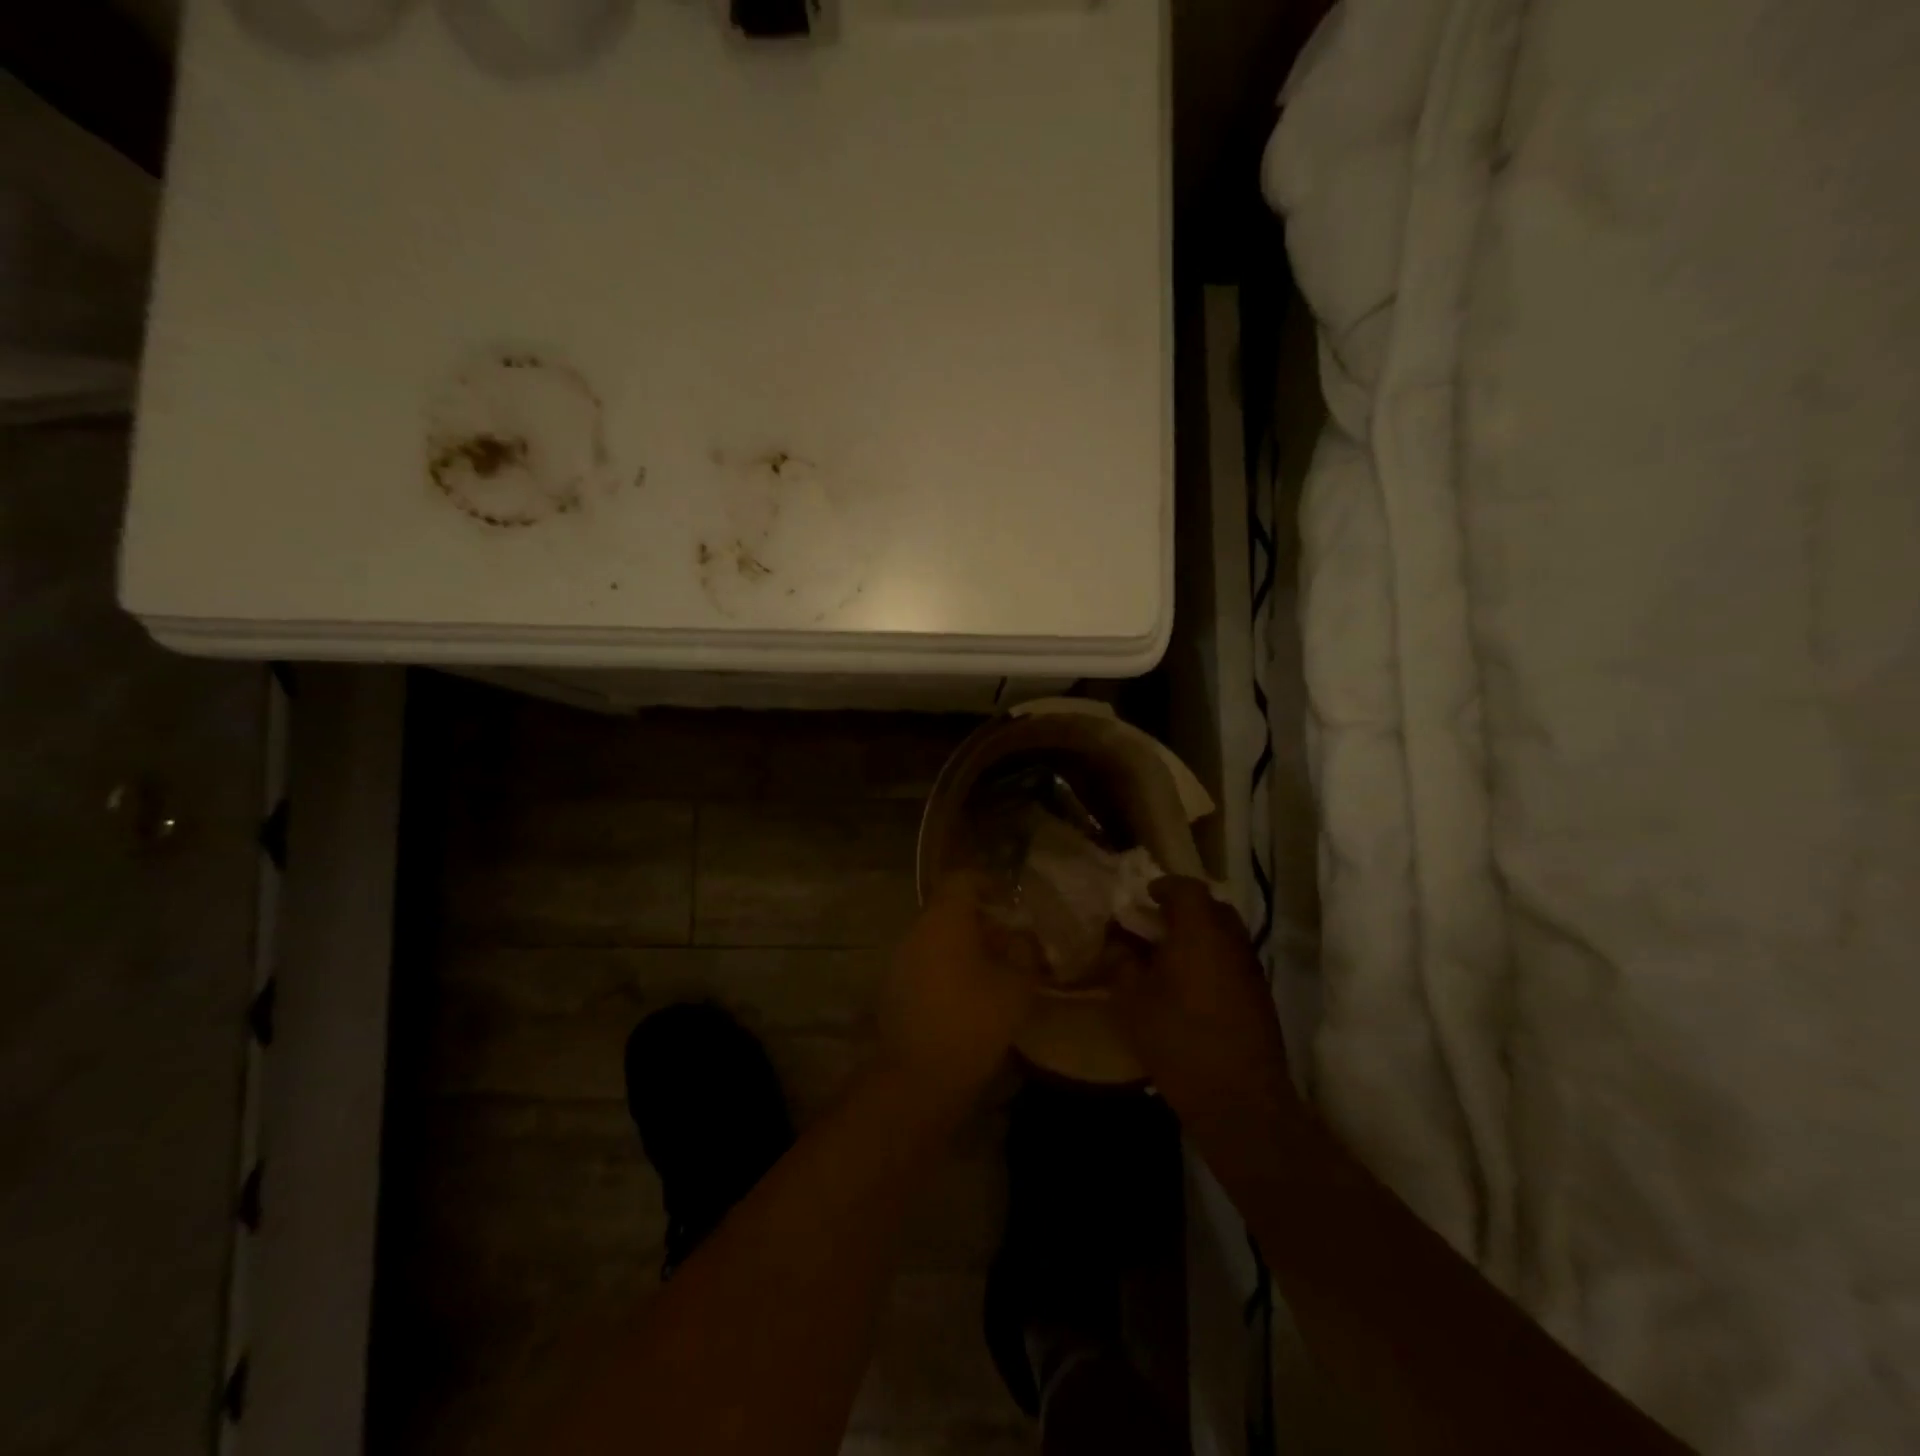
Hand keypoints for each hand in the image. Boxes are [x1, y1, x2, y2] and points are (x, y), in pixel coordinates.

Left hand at [879, 873, 1037, 1120]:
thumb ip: (1024, 952)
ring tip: (994, 969)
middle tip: (1010, 941)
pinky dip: (948, 966)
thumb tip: (1022, 939)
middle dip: (981, 920)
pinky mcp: (894, 986)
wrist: (919, 1076)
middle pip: (949, 908)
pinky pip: (925, 961)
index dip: (990, 885)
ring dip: (964, 944)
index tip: (1013, 903)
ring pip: (937, 936)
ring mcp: (900, 958)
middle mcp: (917, 929)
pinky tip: (970, 992)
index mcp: (944, 918)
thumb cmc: (973, 1020)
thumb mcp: (1017, 985)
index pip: (964, 879)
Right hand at [1112, 878, 1296, 1130]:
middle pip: (1212, 908)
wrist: (1238, 1097)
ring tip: (1171, 955)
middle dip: (1185, 908)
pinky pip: (1233, 960)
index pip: (1187, 889)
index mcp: (1199, 932)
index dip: (1165, 886)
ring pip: (1226, 934)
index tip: (1145, 895)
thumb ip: (1122, 962)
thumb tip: (1119, 942)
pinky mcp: (1260, 996)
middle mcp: (1231, 942)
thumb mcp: (1132, 1000)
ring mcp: (1250, 969)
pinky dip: (1213, 958)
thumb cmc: (1178, 1039)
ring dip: (1201, 935)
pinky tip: (1191, 984)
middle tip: (1157, 923)